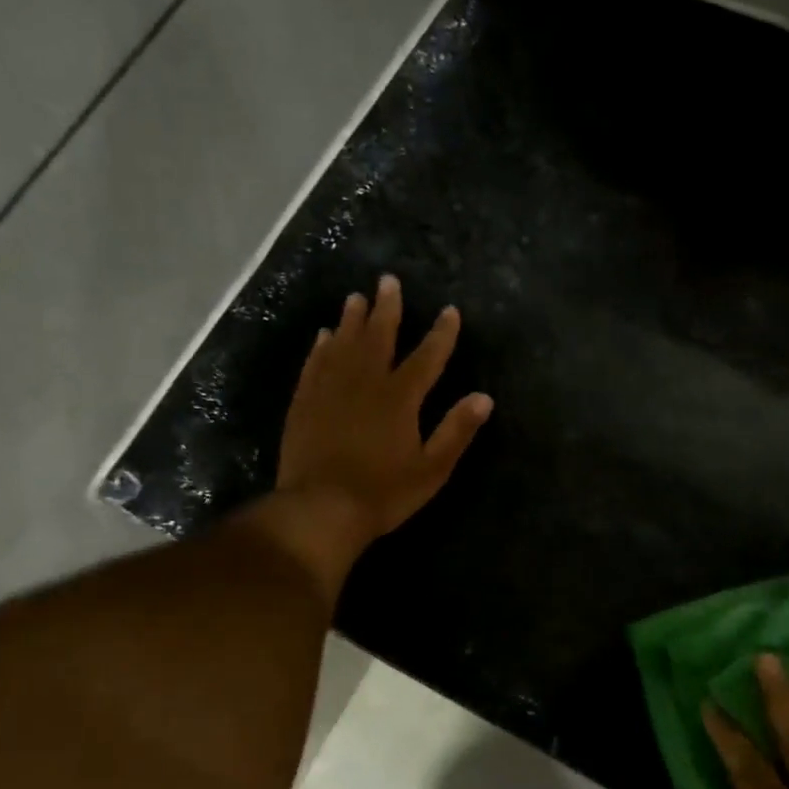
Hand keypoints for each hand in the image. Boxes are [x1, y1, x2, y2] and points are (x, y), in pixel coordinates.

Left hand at [276, 274, 492, 547]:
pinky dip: (321, 347)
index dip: (441, 334)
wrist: (321, 508)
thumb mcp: (432, 468)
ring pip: (343, 344)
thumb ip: (456, 430)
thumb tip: (483, 398)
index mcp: (400, 397)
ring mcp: (330, 390)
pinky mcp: (305, 402)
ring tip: (356, 298)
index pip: (427, 357)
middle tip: (388, 280)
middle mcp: (365, 382)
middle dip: (387, 308)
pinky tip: (323, 336)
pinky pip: (315, 364)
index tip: (449, 311)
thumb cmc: (384, 492)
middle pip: (378, 337)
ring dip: (352, 319)